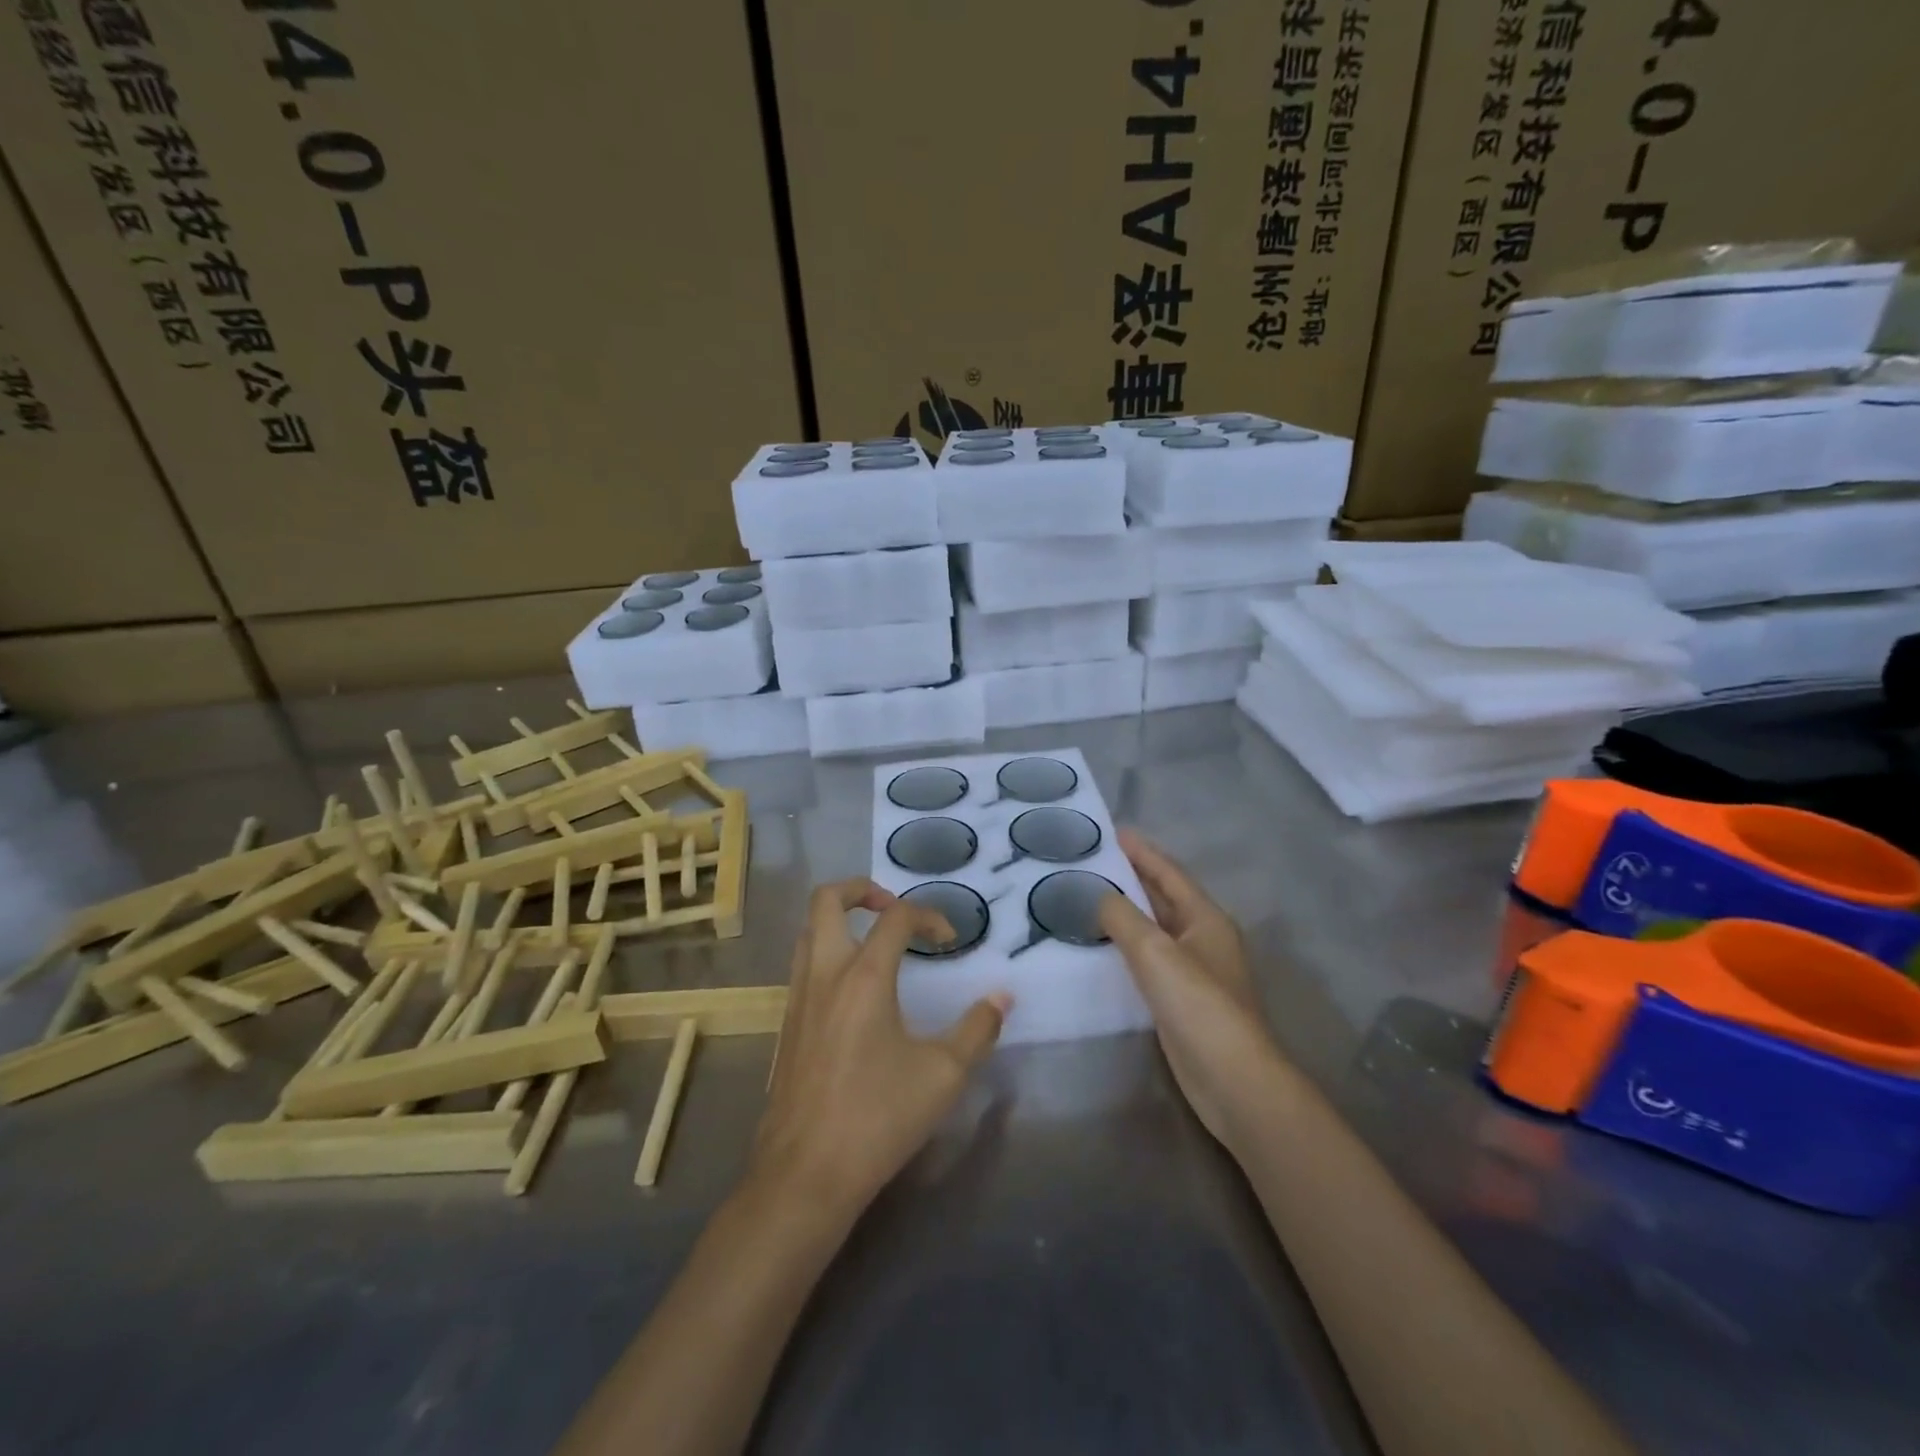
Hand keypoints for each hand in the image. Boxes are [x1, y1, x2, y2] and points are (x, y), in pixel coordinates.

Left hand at [750, 879, 1009, 1221]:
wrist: (805, 1174)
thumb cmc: (878, 1118)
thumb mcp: (942, 1075)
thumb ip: (977, 1029)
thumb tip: (1002, 997)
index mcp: (864, 977)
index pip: (896, 918)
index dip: (928, 915)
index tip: (950, 939)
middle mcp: (824, 974)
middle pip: (827, 900)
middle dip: (861, 889)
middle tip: (893, 907)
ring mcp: (797, 997)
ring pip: (809, 930)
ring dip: (840, 919)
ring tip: (874, 940)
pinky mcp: (786, 1024)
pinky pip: (802, 963)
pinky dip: (827, 951)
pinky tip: (853, 988)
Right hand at [1099, 830, 1285, 1150]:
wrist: (1232, 1080)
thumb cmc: (1199, 1005)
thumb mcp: (1156, 951)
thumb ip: (1121, 917)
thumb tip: (1096, 893)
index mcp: (1205, 918)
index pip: (1169, 872)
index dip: (1141, 851)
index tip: (1111, 832)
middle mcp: (1202, 938)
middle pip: (1163, 897)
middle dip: (1131, 876)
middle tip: (1091, 860)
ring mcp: (1193, 970)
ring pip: (1154, 928)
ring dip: (1125, 911)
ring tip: (1086, 895)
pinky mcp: (1180, 1000)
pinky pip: (1148, 959)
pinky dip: (1125, 945)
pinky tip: (1100, 946)